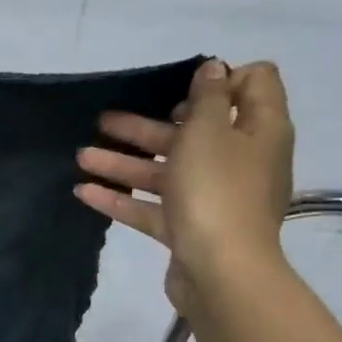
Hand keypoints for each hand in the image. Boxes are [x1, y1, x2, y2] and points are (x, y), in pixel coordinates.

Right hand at [75, 59, 292, 310]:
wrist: (221, 272)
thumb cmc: (217, 190)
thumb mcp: (208, 131)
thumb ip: (208, 97)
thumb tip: (214, 69)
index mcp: (259, 130)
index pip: (254, 85)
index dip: (220, 79)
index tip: (182, 89)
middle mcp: (240, 160)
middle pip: (193, 132)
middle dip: (146, 125)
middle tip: (107, 120)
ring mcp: (214, 198)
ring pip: (166, 171)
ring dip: (124, 161)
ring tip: (82, 156)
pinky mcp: (189, 229)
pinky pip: (153, 207)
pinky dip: (122, 198)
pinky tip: (84, 192)